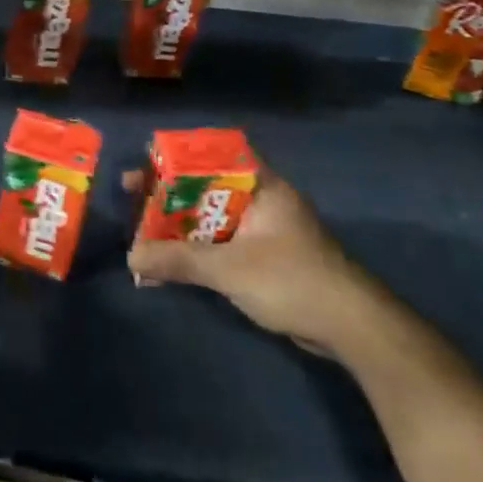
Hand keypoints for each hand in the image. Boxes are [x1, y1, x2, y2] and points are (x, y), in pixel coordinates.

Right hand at [125, 167, 381, 354]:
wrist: (352, 328)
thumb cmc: (292, 281)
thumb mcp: (229, 268)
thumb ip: (178, 260)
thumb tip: (130, 257)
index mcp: (260, 186)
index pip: (213, 153)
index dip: (177, 155)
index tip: (145, 163)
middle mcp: (260, 200)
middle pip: (204, 185)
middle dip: (167, 192)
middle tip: (132, 195)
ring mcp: (262, 230)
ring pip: (208, 216)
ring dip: (176, 224)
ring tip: (140, 229)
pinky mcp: (262, 258)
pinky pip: (217, 243)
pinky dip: (192, 248)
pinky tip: (166, 262)